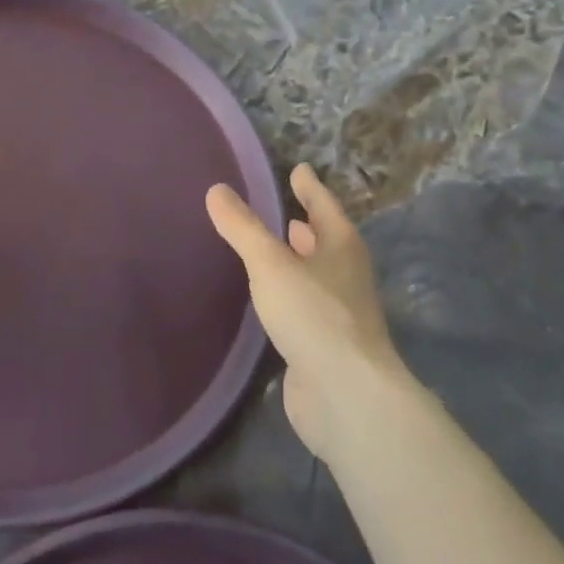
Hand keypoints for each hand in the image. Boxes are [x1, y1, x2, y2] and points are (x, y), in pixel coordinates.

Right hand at [206, 163, 414, 465]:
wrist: (346, 395)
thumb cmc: (313, 315)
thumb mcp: (271, 264)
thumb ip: (243, 229)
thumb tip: (217, 190)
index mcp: (342, 248)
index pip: (324, 206)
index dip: (310, 187)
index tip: (298, 169)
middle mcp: (346, 276)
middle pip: (326, 242)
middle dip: (308, 226)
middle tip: (287, 212)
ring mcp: (339, 313)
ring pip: (316, 276)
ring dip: (299, 261)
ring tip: (275, 249)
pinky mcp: (325, 345)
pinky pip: (305, 307)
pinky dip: (289, 294)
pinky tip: (270, 299)